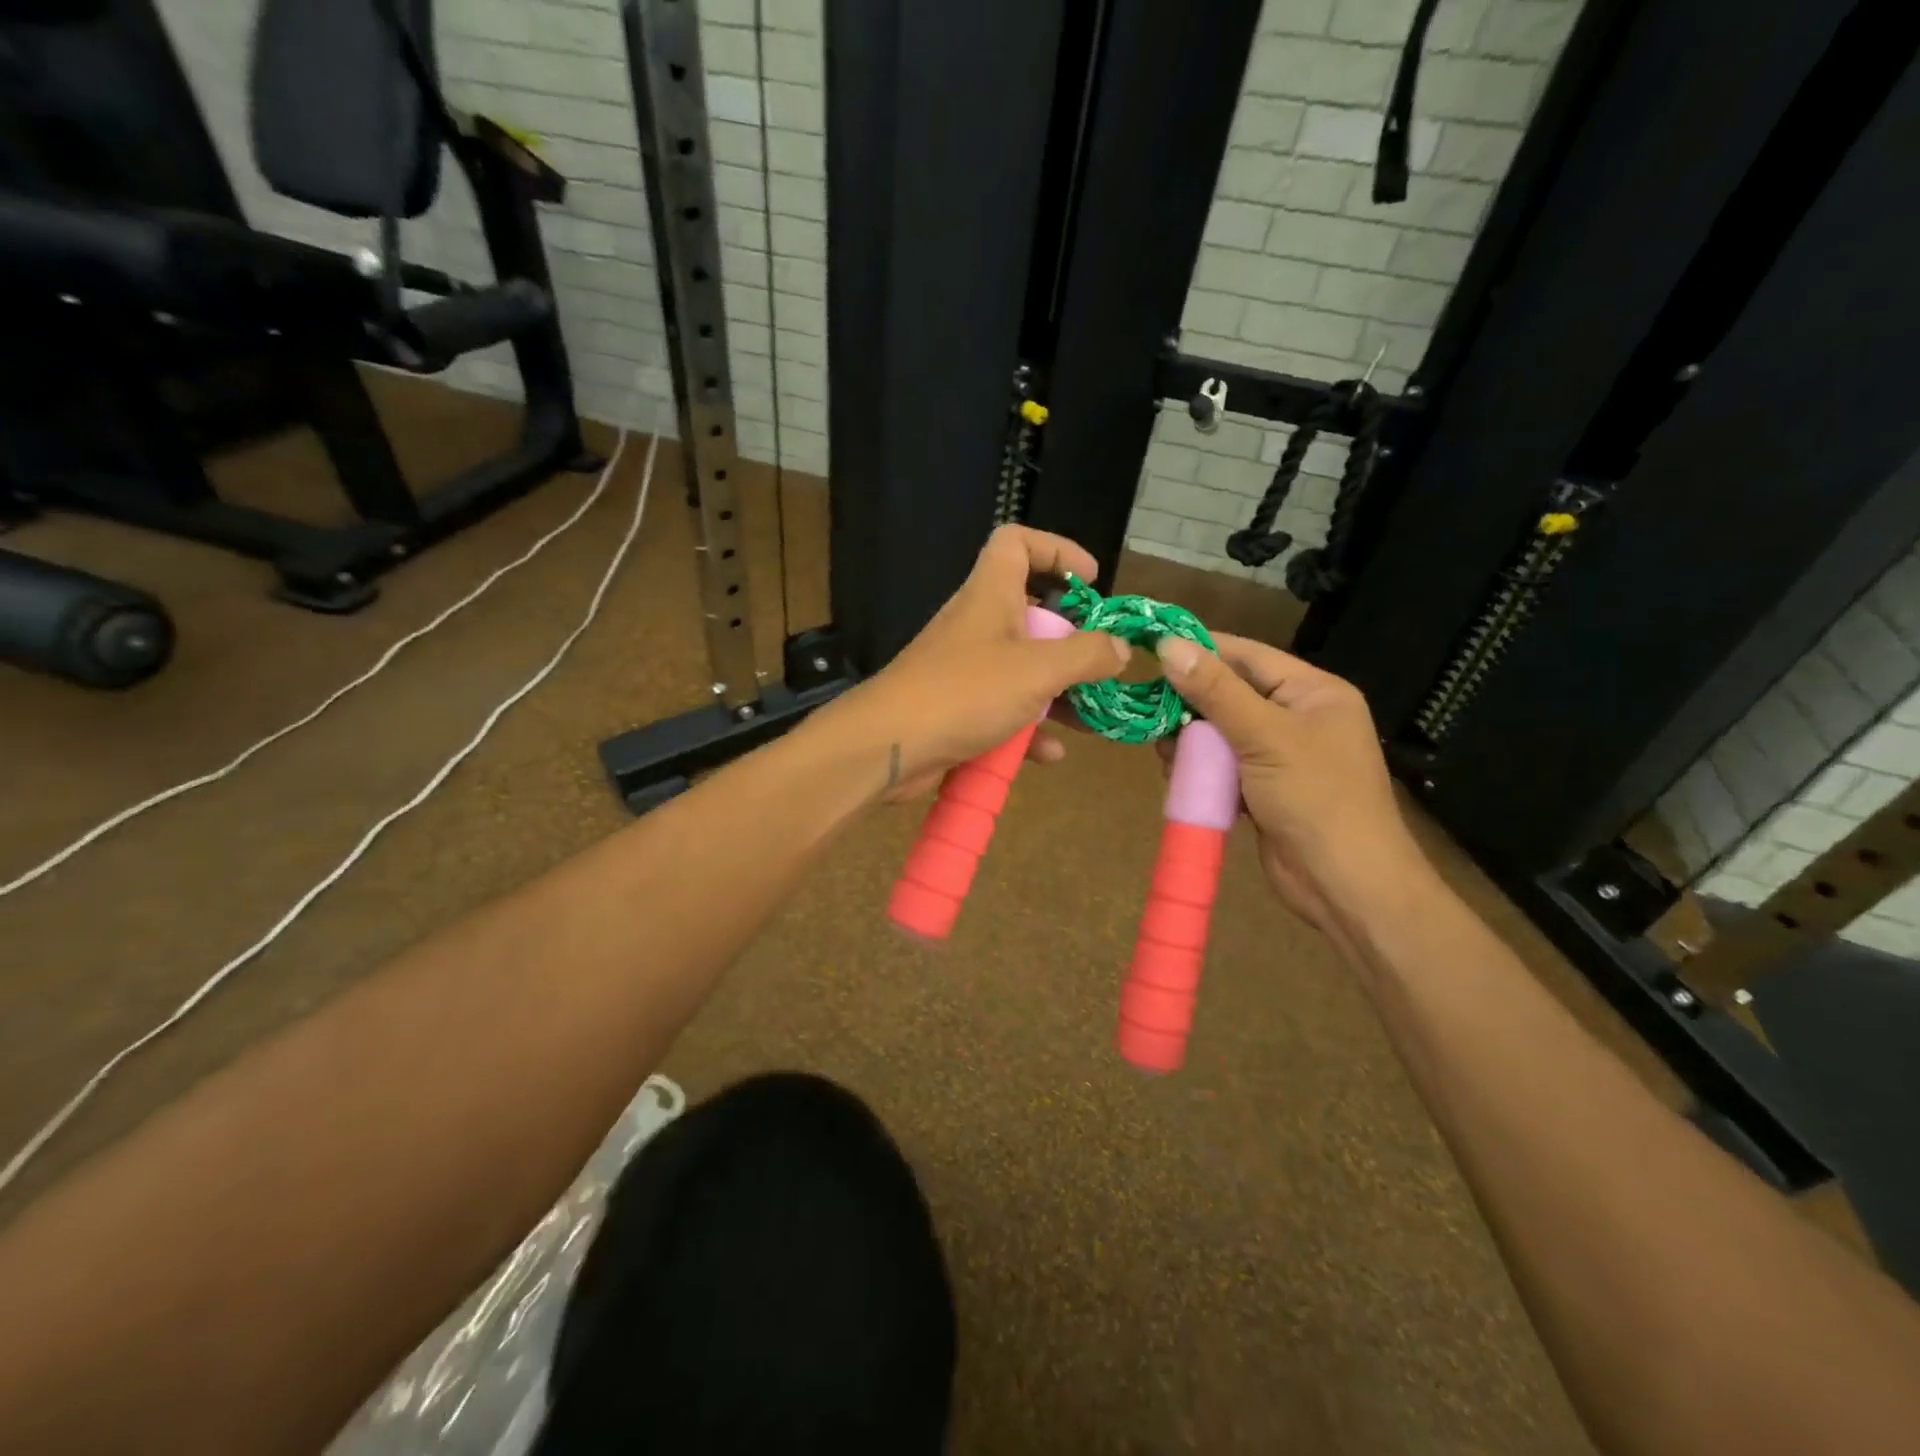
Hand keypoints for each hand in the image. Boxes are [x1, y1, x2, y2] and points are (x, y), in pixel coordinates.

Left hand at [828, 526, 1128, 801]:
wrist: (887, 747)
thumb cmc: (964, 692)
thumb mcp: (1037, 670)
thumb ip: (1086, 655)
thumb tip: (1120, 648)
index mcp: (991, 595)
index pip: (1017, 542)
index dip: (1057, 549)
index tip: (1091, 579)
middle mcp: (977, 625)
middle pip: (1030, 615)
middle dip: (1071, 641)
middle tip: (1100, 665)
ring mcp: (965, 670)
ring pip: (1021, 671)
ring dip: (1057, 694)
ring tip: (1092, 719)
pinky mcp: (957, 710)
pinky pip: (1002, 712)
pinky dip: (1028, 730)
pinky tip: (1050, 755)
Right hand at [1154, 633, 1431, 936]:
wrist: (1346, 885)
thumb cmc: (1316, 798)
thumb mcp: (1265, 737)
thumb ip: (1216, 691)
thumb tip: (1168, 646)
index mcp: (1313, 692)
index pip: (1248, 656)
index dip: (1201, 650)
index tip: (1151, 648)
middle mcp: (1298, 718)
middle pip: (1230, 695)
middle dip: (1190, 705)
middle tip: (1149, 712)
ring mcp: (1280, 756)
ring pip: (1220, 734)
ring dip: (1190, 741)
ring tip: (1163, 751)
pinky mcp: (1263, 789)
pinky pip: (1222, 766)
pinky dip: (1200, 769)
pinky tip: (1176, 775)